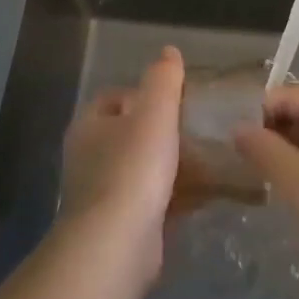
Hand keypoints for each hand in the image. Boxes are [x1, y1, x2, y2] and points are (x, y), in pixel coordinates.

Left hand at [59, 47, 184, 276]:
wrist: (117, 246)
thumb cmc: (133, 168)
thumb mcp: (155, 112)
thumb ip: (164, 79)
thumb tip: (169, 52)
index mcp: (89, 126)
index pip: (113, 98)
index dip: (143, 93)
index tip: (176, 98)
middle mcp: (89, 158)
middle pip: (129, 134)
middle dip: (162, 131)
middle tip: (197, 128)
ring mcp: (102, 195)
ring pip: (142, 170)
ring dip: (172, 165)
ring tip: (209, 159)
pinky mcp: (120, 227)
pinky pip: (153, 201)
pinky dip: (176, 195)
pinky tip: (205, 194)